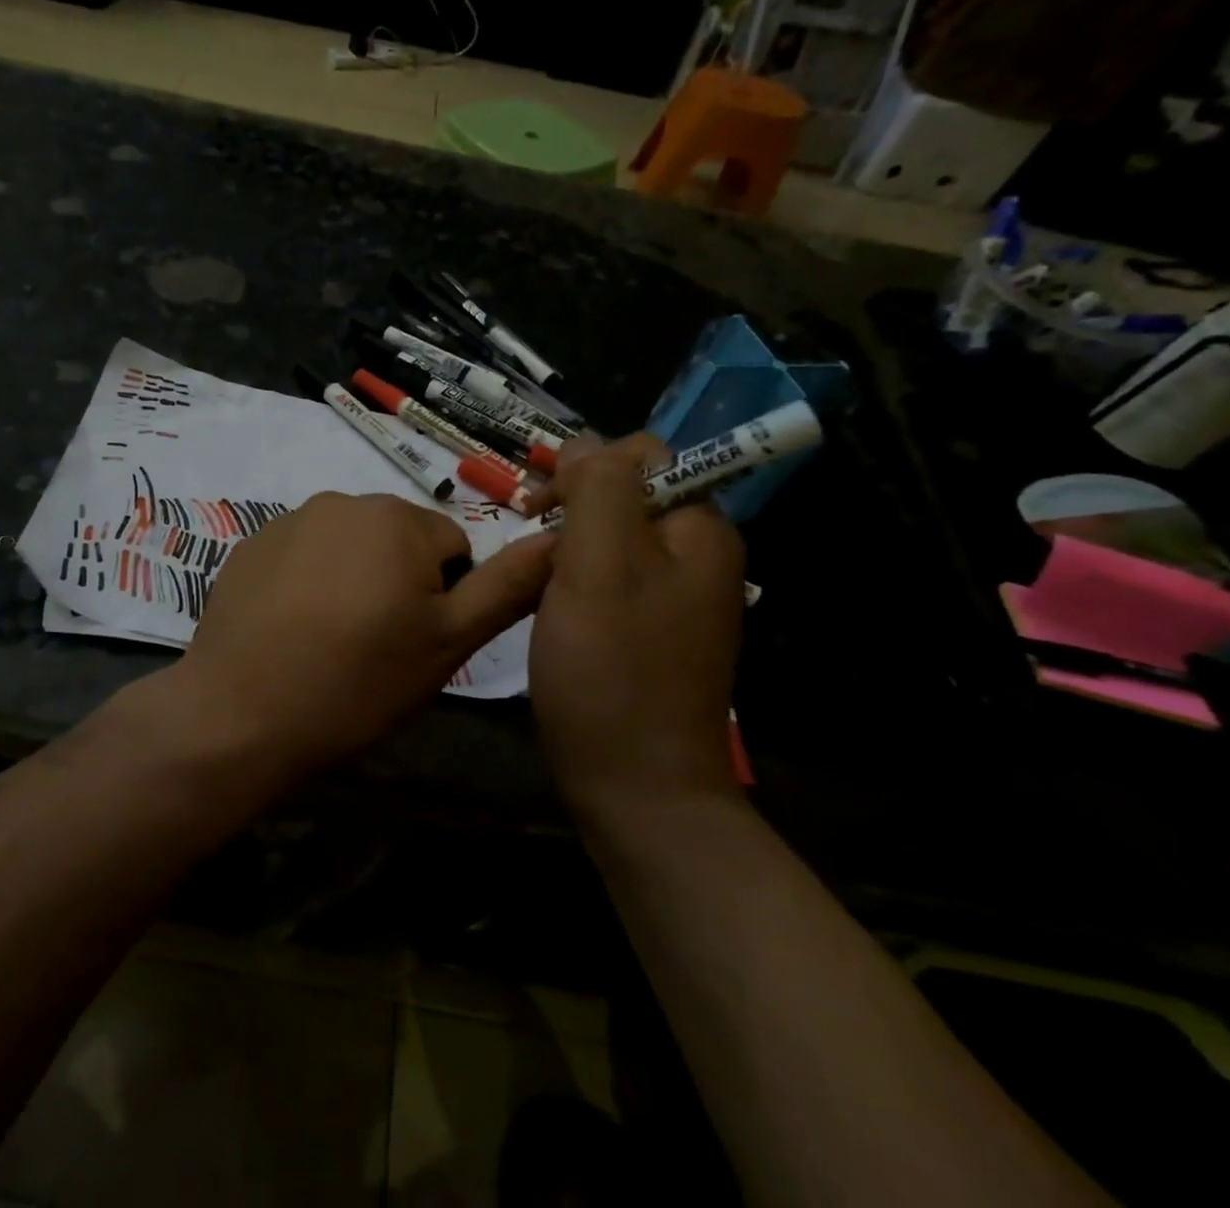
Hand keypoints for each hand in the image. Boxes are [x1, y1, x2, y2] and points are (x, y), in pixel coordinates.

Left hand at [175, 492, 553, 776]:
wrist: (241, 712)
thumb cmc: (357, 680)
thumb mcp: (448, 642)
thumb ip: (507, 586)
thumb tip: (557, 538)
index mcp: (396, 517)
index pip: (453, 546)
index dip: (445, 598)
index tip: (415, 642)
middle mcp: (342, 500)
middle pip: (398, 540)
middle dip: (399, 582)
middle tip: (376, 645)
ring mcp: (288, 520)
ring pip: (349, 547)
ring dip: (353, 580)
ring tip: (331, 640)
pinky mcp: (249, 546)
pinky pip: (302, 555)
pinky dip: (308, 583)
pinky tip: (291, 630)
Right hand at [528, 434, 746, 815]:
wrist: (637, 787)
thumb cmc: (612, 669)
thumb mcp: (599, 564)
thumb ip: (598, 488)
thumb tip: (585, 443)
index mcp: (699, 529)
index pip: (645, 454)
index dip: (587, 466)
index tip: (541, 507)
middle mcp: (696, 555)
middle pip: (627, 495)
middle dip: (572, 507)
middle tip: (530, 544)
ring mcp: (675, 597)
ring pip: (611, 538)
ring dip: (567, 546)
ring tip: (534, 581)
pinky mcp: (650, 631)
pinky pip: (609, 580)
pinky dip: (573, 581)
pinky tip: (550, 608)